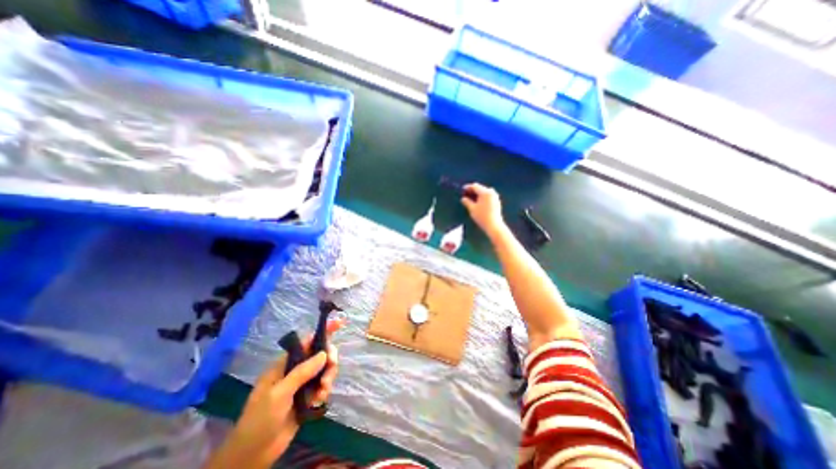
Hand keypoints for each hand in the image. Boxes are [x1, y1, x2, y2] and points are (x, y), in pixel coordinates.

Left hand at [203, 320, 344, 468]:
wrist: (252, 455)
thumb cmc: (260, 419)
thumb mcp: (279, 393)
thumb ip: (302, 372)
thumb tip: (324, 353)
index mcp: (285, 364)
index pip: (307, 341)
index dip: (323, 331)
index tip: (339, 323)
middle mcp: (296, 370)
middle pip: (320, 355)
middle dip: (329, 360)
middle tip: (331, 368)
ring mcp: (303, 383)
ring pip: (324, 370)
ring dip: (328, 378)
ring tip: (322, 392)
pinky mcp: (308, 397)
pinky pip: (323, 385)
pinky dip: (325, 390)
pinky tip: (319, 400)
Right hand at [460, 184, 505, 238]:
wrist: (494, 225)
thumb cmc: (482, 217)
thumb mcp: (472, 209)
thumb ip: (467, 202)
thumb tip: (463, 198)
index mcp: (485, 192)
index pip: (475, 186)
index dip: (467, 187)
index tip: (462, 190)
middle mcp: (491, 192)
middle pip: (480, 188)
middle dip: (472, 191)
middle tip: (465, 194)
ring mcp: (495, 196)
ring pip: (484, 192)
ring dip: (478, 194)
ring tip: (471, 199)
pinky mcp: (497, 201)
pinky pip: (488, 196)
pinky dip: (482, 197)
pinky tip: (478, 202)